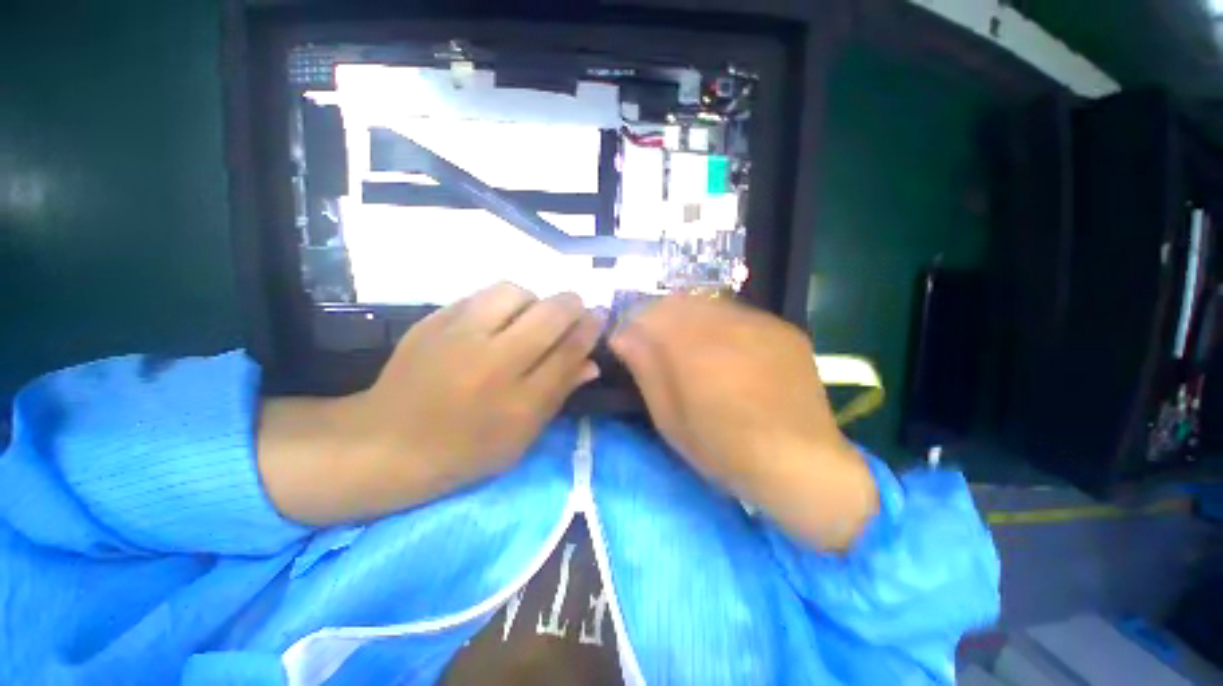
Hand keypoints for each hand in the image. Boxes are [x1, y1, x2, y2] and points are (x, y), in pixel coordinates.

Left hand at [259, 283, 601, 524]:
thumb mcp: (522, 434)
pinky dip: (501, 303)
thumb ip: (559, 393)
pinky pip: (481, 295)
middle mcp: (494, 362)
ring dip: (533, 300)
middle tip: (574, 311)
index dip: (591, 328)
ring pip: (515, 292)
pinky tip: (497, 320)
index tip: (601, 316)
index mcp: (519, 401)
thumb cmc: (465, 450)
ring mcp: (460, 335)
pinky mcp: (435, 320)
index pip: (570, 351)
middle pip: (550, 313)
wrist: (386, 443)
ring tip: (530, 317)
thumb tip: (592, 362)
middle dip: (572, 305)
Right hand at [609, 295, 876, 550]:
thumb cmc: (725, 452)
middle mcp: (729, 324)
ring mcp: (762, 323)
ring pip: (709, 303)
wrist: (803, 465)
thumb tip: (623, 335)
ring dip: (690, 319)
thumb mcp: (671, 420)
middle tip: (658, 347)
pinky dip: (721, 326)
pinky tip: (727, 353)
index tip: (629, 344)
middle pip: (679, 301)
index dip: (633, 325)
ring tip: (692, 350)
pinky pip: (739, 314)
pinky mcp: (784, 329)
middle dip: (659, 319)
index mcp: (695, 348)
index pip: (650, 314)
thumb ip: (646, 370)